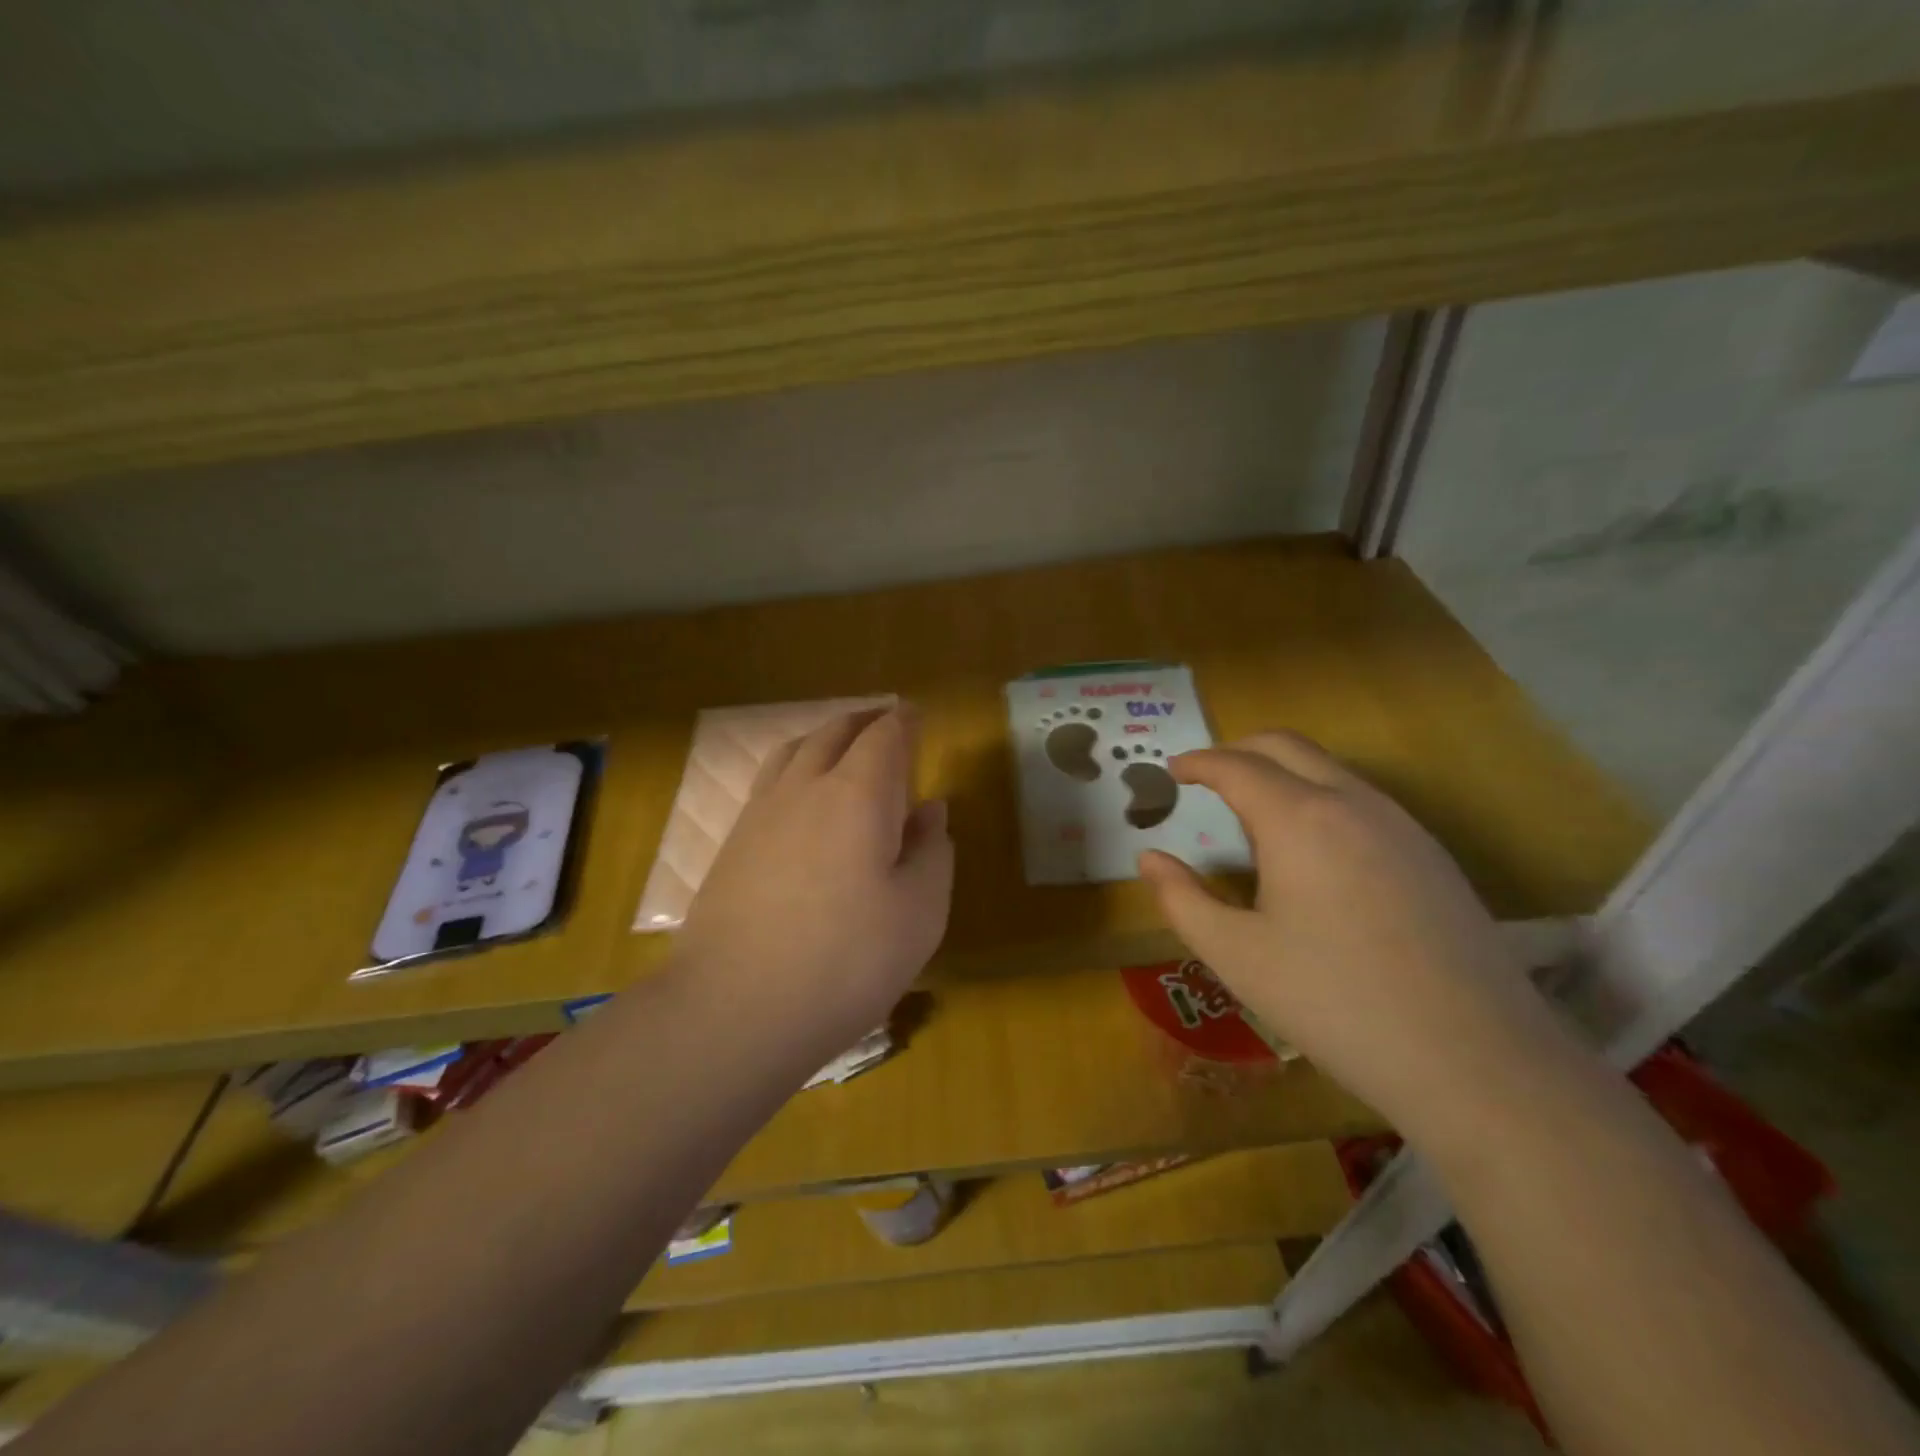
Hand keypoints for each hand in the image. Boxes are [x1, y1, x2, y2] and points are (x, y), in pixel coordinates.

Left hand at [677, 707, 953, 1066]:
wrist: (735, 1008)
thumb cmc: (847, 961)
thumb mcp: (919, 913)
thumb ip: (932, 852)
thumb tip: (931, 809)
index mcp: (858, 794)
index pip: (884, 736)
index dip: (904, 721)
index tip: (917, 715)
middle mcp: (805, 788)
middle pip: (834, 732)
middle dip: (864, 721)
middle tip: (886, 721)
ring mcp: (760, 813)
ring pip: (794, 751)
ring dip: (824, 738)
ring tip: (841, 747)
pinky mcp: (731, 844)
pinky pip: (769, 782)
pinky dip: (794, 768)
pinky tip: (800, 799)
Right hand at [1139, 731, 1567, 1144]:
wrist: (1477, 1061)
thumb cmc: (1335, 1003)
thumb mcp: (1237, 956)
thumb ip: (1182, 899)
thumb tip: (1149, 857)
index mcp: (1299, 818)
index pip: (1236, 765)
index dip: (1198, 762)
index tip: (1172, 771)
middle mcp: (1353, 803)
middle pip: (1287, 746)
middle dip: (1238, 750)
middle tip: (1206, 777)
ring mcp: (1402, 825)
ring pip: (1330, 769)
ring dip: (1283, 772)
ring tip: (1252, 814)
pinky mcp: (1432, 855)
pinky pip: (1363, 800)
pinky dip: (1320, 797)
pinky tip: (1313, 851)